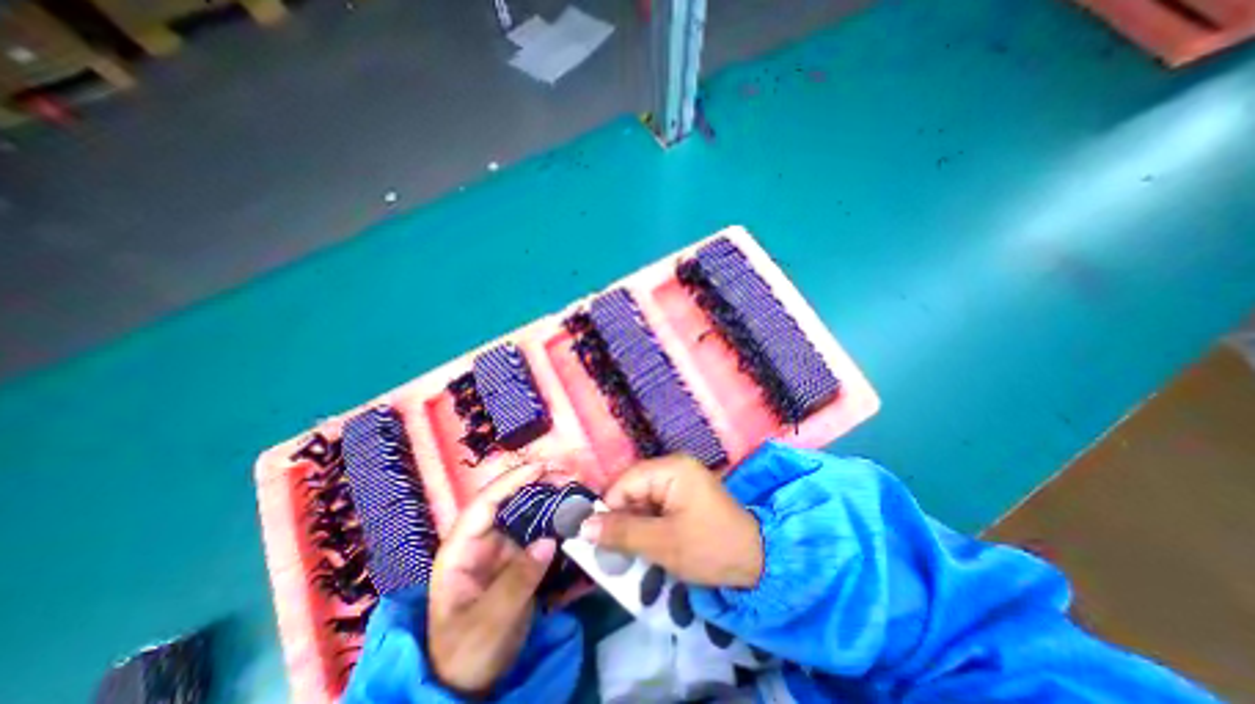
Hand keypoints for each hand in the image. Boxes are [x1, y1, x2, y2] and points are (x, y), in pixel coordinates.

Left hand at [426, 465, 553, 695]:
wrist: (470, 683)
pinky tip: (571, 512)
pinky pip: (537, 528)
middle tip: (568, 477)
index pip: (484, 504)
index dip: (511, 481)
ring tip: (574, 488)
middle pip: (508, 500)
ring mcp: (501, 547)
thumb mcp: (489, 622)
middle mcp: (481, 540)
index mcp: (460, 549)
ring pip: (525, 511)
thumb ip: (517, 581)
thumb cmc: (466, 653)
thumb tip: (548, 541)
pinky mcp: (517, 556)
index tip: (541, 469)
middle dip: (537, 483)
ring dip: (549, 497)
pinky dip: (554, 517)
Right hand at [577, 454, 764, 585]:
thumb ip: (622, 533)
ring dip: (634, 526)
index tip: (597, 539)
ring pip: (642, 501)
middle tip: (613, 552)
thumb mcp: (663, 544)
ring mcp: (680, 482)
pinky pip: (655, 508)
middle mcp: (674, 468)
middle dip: (622, 520)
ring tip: (628, 554)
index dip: (609, 509)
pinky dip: (647, 527)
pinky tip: (646, 547)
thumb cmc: (710, 547)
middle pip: (633, 490)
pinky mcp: (684, 497)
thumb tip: (583, 527)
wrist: (757, 562)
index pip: (625, 482)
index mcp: (671, 469)